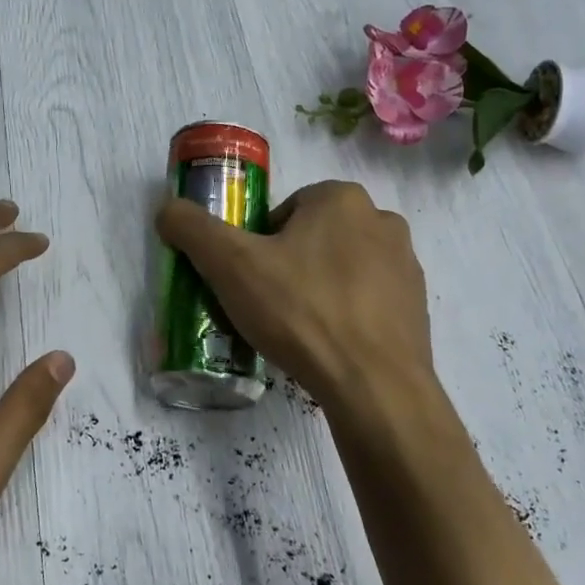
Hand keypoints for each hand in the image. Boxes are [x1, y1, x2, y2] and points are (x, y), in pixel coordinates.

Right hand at [155, 180, 435, 416]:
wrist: (373, 385)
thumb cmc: (301, 312)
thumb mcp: (231, 266)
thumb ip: (193, 229)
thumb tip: (167, 209)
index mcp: (341, 198)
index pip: (284, 212)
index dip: (258, 246)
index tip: (250, 281)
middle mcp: (382, 221)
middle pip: (313, 239)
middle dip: (289, 267)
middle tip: (269, 307)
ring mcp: (406, 265)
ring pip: (342, 269)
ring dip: (318, 290)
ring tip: (298, 332)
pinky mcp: (417, 307)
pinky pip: (368, 301)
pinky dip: (347, 316)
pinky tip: (330, 347)